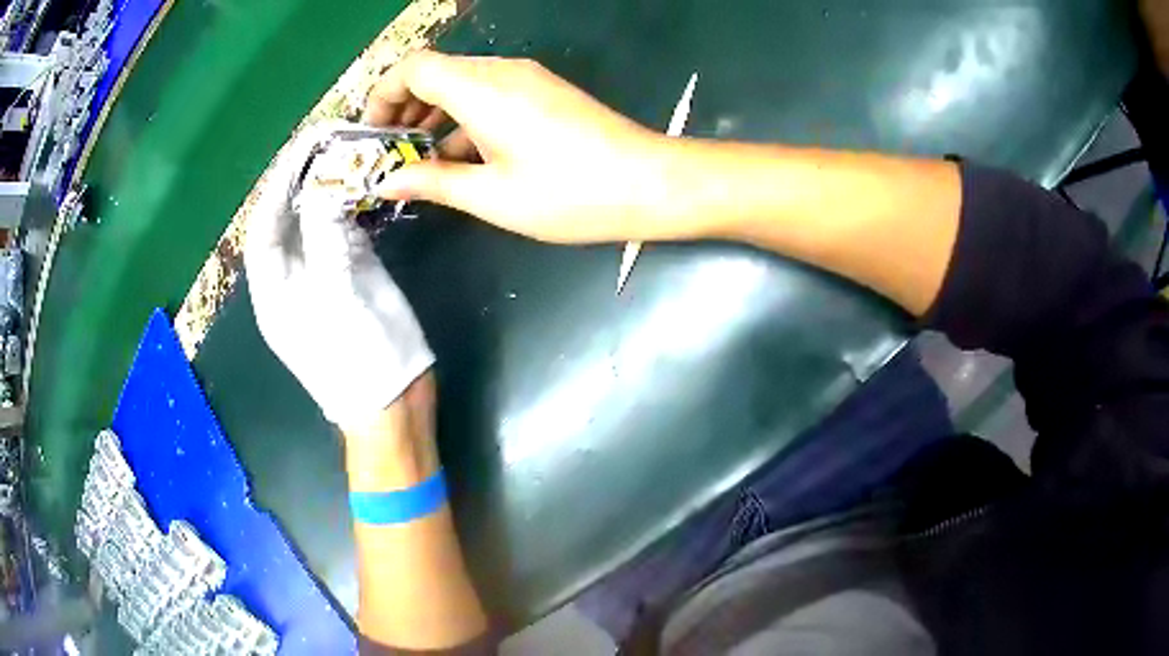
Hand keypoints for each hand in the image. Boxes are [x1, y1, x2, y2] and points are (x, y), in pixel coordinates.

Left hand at [243, 123, 434, 429]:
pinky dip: (355, 207)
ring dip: (331, 189)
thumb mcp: (335, 296)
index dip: (277, 186)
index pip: (264, 227)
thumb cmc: (356, 359)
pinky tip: (368, 185)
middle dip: (304, 180)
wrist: (393, 405)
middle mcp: (294, 277)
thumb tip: (321, 186)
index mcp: (274, 288)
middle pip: (290, 220)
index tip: (299, 148)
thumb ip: (324, 237)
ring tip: (349, 152)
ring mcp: (325, 276)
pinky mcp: (354, 277)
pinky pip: (347, 233)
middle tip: (328, 141)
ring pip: (319, 223)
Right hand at [364, 51, 701, 243]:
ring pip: (461, 82)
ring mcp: (526, 79)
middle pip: (435, 71)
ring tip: (419, 158)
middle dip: (404, 107)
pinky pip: (489, 93)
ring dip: (433, 114)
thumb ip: (433, 181)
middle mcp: (501, 72)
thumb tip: (389, 180)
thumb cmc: (568, 194)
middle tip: (392, 152)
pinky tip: (462, 156)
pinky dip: (464, 117)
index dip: (383, 97)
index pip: (413, 68)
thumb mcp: (491, 195)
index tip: (373, 136)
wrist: (648, 184)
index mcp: (481, 89)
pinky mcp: (544, 92)